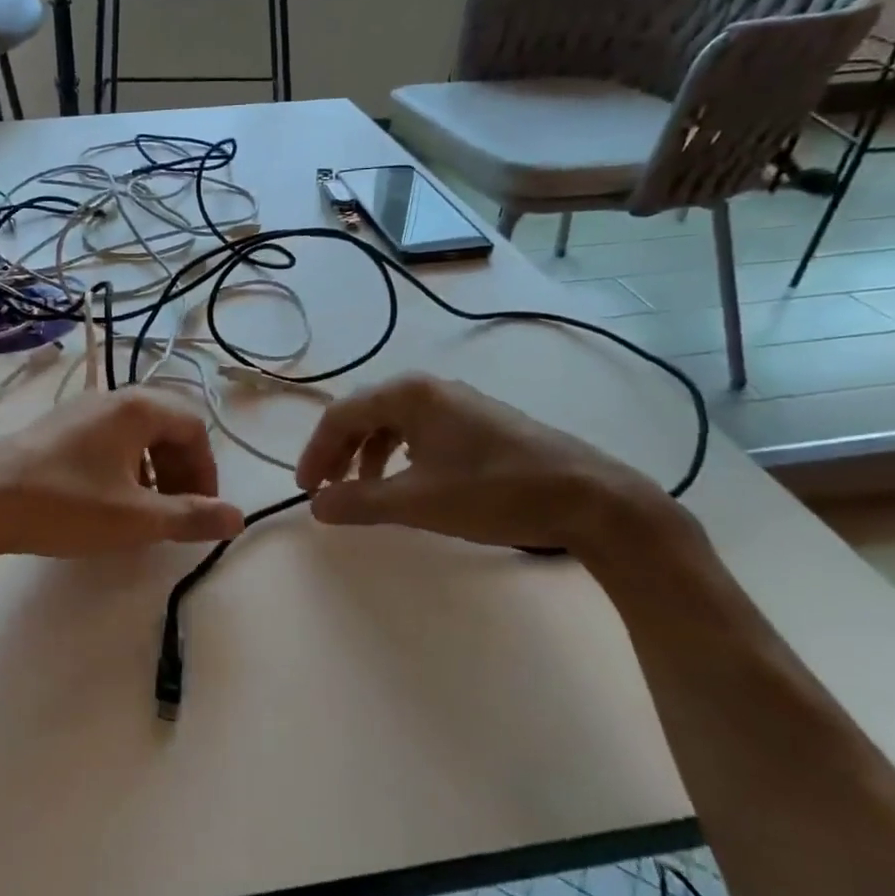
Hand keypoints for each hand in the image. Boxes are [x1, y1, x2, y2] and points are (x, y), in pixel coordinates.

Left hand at [0, 389, 245, 563]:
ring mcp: (81, 410)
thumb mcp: (135, 517)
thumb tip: (239, 518)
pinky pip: (110, 438)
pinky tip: (111, 499)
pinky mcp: (59, 427)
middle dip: (182, 468)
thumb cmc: (64, 504)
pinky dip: (126, 465)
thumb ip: (191, 516)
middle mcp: (112, 398)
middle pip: (168, 425)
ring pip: (138, 432)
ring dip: (155, 468)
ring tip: (147, 508)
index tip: (201, 508)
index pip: (194, 427)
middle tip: (178, 509)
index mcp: (137, 408)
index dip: (206, 469)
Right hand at [294, 372, 676, 553]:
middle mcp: (429, 388)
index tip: (306, 490)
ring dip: (368, 455)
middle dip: (339, 452)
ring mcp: (457, 403)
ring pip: (392, 422)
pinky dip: (398, 455)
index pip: (341, 415)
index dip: (316, 452)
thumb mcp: (418, 502)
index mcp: (409, 394)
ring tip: (363, 491)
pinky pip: (419, 431)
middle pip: (364, 414)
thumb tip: (316, 506)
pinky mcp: (478, 422)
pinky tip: (406, 482)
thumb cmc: (494, 492)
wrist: (588, 498)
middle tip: (326, 490)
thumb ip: (360, 501)